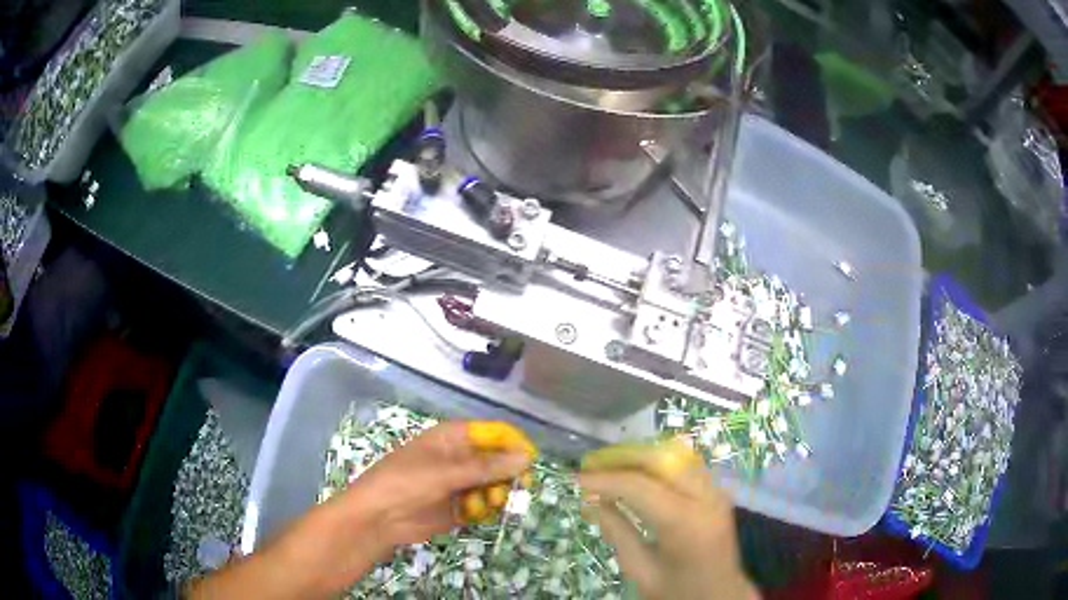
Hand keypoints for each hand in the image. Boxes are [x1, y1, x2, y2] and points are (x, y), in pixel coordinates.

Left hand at [344, 421, 535, 549]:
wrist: (377, 519)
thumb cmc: (405, 483)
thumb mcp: (446, 472)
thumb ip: (487, 467)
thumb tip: (527, 456)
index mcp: (454, 438)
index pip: (495, 433)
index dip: (515, 445)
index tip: (530, 463)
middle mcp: (461, 458)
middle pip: (499, 461)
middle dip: (508, 475)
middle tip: (515, 490)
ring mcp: (460, 483)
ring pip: (495, 485)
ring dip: (497, 495)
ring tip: (486, 505)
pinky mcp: (459, 507)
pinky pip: (484, 505)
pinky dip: (486, 509)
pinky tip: (475, 513)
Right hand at [580, 438, 758, 599]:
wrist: (721, 595)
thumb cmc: (678, 590)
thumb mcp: (641, 570)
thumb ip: (617, 533)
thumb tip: (591, 503)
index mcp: (685, 523)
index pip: (639, 486)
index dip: (605, 479)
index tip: (577, 479)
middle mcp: (705, 497)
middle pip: (660, 460)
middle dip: (622, 458)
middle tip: (591, 466)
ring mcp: (716, 491)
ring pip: (675, 456)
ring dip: (639, 457)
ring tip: (609, 467)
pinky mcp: (717, 491)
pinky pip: (685, 465)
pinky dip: (657, 463)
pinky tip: (637, 474)